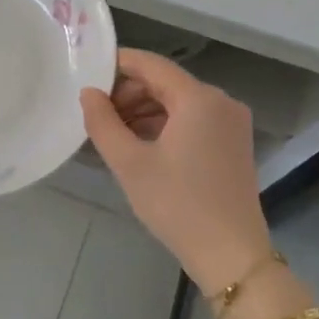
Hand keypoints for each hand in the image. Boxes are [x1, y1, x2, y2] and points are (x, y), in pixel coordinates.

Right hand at [80, 49, 273, 296]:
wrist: (230, 254)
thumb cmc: (176, 204)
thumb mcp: (129, 163)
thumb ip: (102, 122)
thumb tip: (88, 93)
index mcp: (198, 99)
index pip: (150, 64)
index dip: (116, 65)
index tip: (86, 76)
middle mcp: (220, 101)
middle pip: (165, 82)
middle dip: (128, 92)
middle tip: (95, 114)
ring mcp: (230, 123)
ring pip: (177, 101)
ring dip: (143, 110)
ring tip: (111, 133)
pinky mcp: (232, 143)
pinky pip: (191, 119)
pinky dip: (163, 124)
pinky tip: (138, 144)